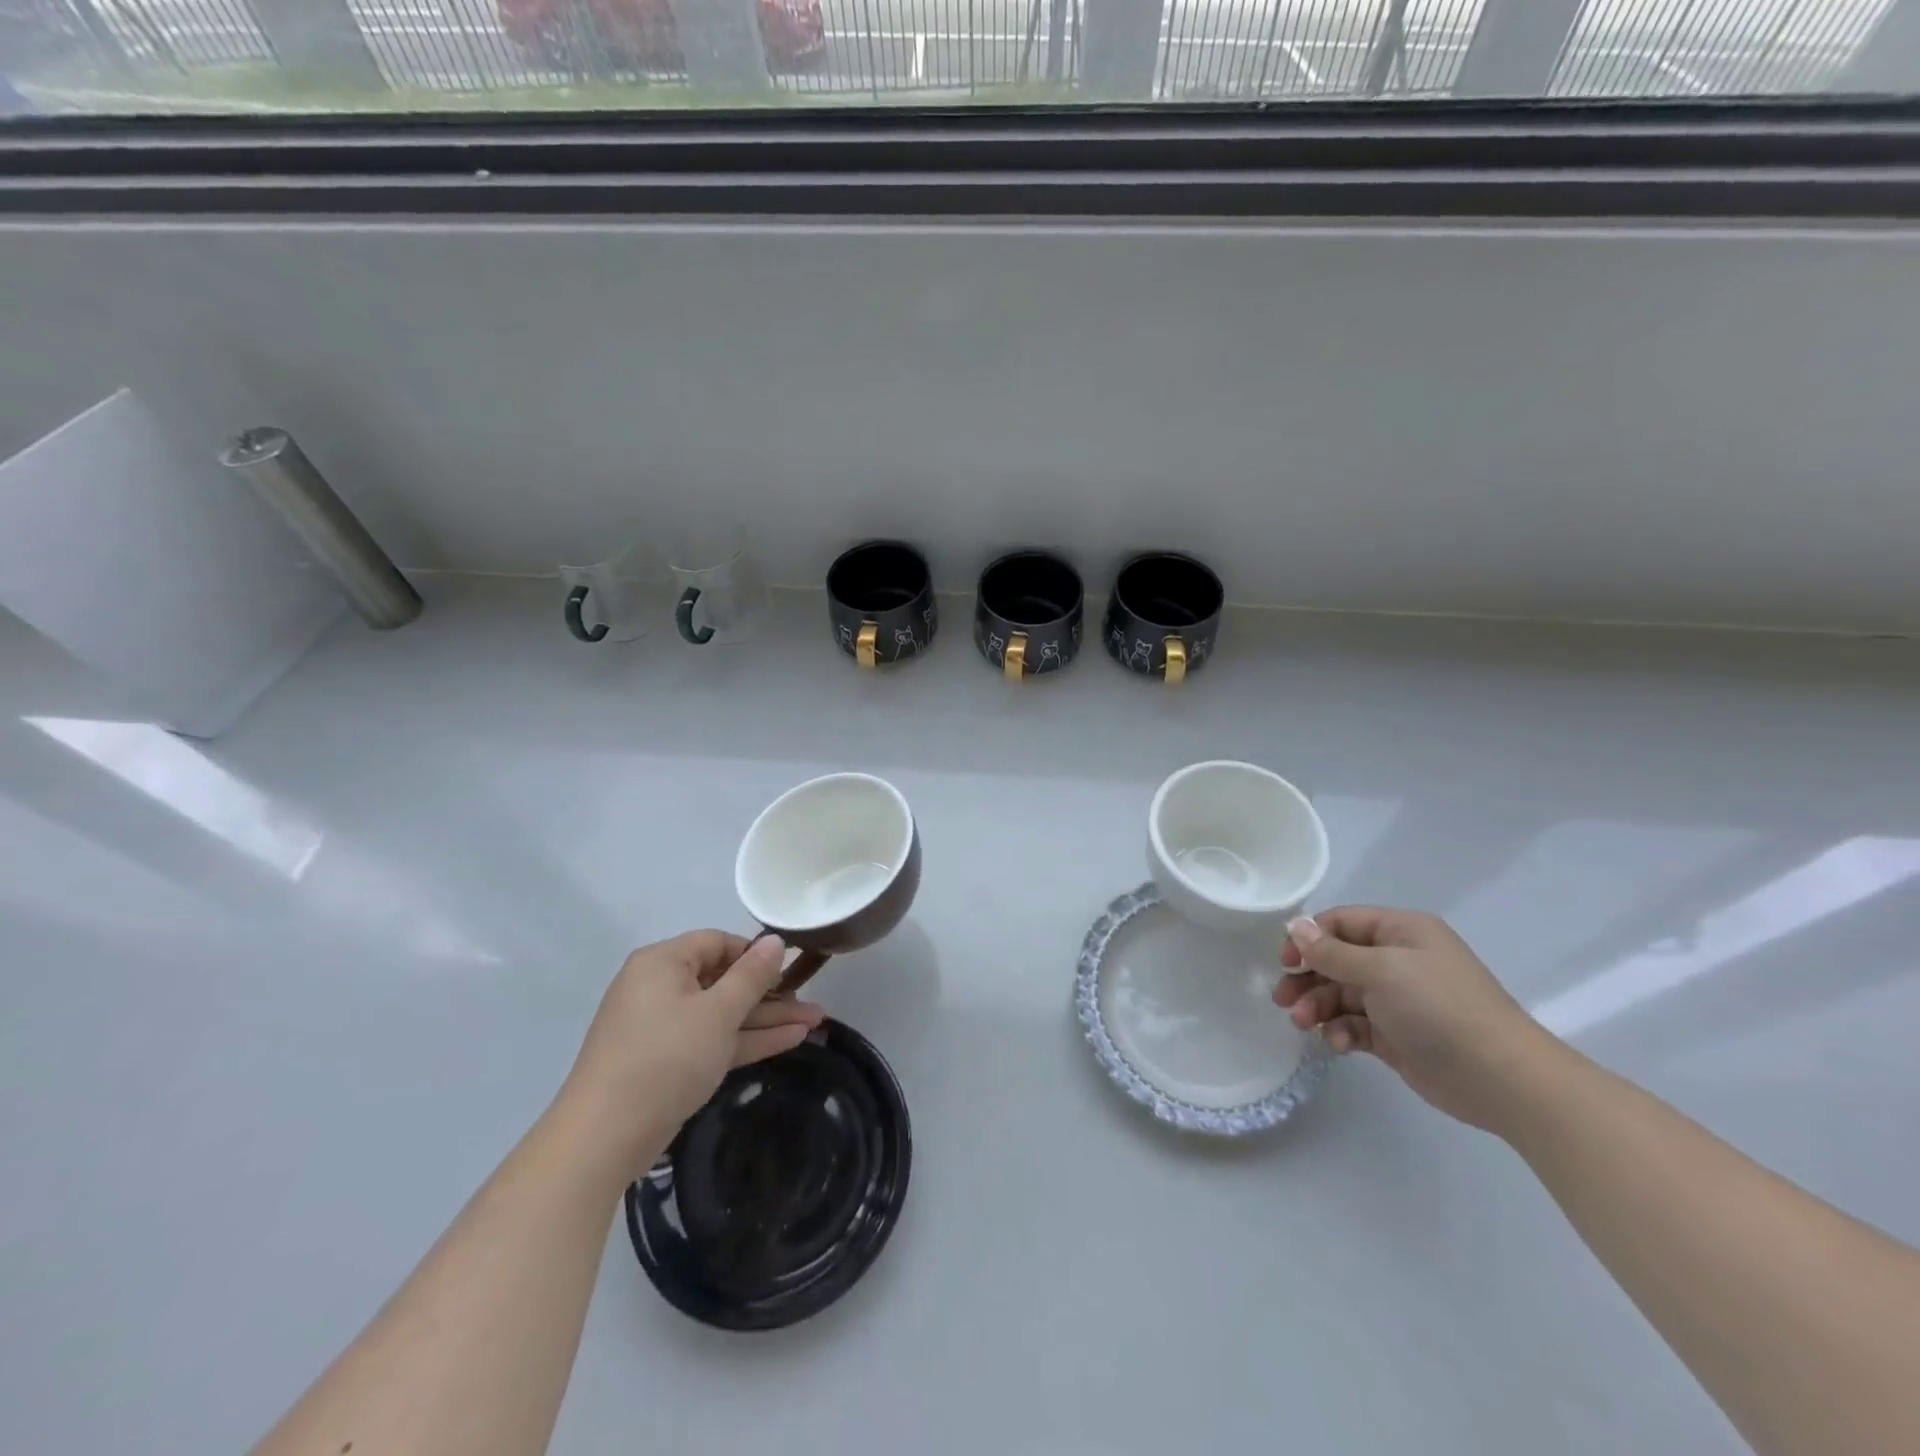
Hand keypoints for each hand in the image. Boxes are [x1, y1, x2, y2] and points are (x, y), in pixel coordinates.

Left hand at [560, 932, 822, 1171]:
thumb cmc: (665, 1058)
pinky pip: (714, 1039)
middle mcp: (661, 988)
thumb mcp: (717, 1013)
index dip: (756, 954)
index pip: (717, 942)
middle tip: (813, 1003)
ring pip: (724, 1014)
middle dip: (772, 993)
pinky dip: (747, 1040)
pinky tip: (791, 1040)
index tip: (792, 968)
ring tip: (815, 1023)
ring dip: (767, 1019)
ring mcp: (664, 1027)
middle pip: (725, 980)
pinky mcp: (669, 1062)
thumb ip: (751, 976)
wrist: (604, 1138)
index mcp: (663, 963)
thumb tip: (775, 940)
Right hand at [1275, 906, 1560, 1131]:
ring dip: (1317, 1006)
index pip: (1341, 922)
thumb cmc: (1439, 1008)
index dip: (1309, 937)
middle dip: (1307, 978)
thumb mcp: (1381, 970)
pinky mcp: (1397, 1035)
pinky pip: (1355, 1024)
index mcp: (1401, 932)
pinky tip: (1337, 1044)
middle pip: (1336, 959)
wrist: (1501, 1078)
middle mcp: (1398, 960)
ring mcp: (1398, 999)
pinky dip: (1340, 1031)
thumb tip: (1296, 926)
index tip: (1284, 960)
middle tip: (1282, 999)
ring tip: (1303, 1024)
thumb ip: (1332, 951)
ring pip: (1341, 994)